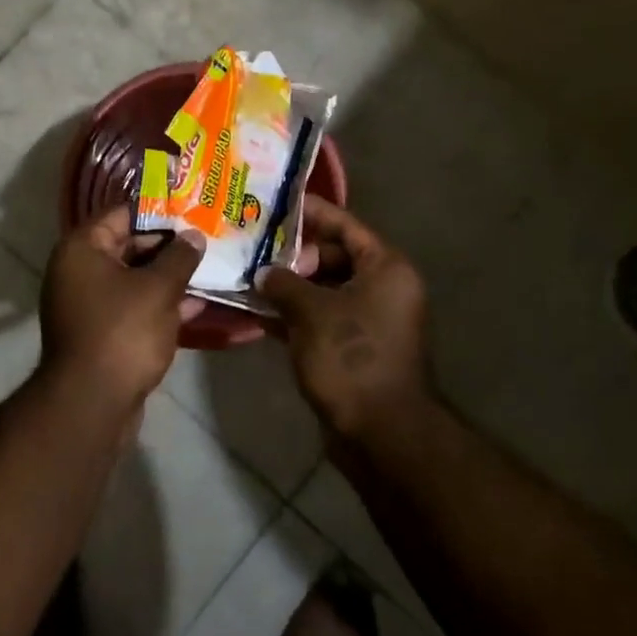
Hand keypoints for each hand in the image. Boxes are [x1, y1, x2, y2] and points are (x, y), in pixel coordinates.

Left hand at [41, 208, 205, 404]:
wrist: (92, 403)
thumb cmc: (123, 332)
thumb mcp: (159, 289)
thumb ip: (179, 257)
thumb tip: (194, 236)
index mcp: (82, 249)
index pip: (122, 214)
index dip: (159, 211)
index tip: (194, 209)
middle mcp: (79, 271)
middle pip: (129, 246)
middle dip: (169, 246)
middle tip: (208, 239)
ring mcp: (88, 304)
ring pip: (135, 280)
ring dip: (169, 278)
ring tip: (211, 268)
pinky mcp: (101, 333)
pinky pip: (134, 308)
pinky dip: (160, 305)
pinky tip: (198, 305)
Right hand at [258, 197, 429, 439]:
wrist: (381, 432)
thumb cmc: (351, 357)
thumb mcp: (311, 311)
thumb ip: (284, 283)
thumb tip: (265, 273)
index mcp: (386, 268)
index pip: (346, 225)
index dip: (312, 213)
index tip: (277, 204)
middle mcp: (384, 288)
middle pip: (335, 257)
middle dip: (295, 255)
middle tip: (256, 250)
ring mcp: (371, 320)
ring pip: (325, 291)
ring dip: (291, 287)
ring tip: (250, 277)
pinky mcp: (356, 348)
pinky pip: (323, 319)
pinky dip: (296, 315)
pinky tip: (259, 314)